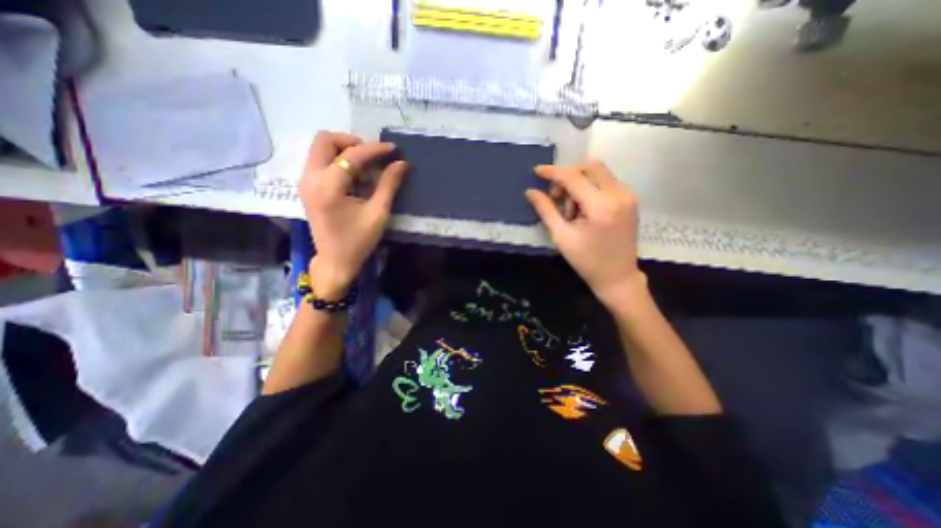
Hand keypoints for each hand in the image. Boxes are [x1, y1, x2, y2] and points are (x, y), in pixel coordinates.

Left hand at [299, 131, 406, 298]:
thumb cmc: (358, 241)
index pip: (351, 155)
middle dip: (352, 142)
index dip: (375, 149)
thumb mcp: (378, 213)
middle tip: (373, 156)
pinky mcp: (308, 187)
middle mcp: (310, 178)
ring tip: (367, 167)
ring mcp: (305, 181)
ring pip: (321, 148)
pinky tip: (355, 176)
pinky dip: (339, 161)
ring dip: (345, 150)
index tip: (393, 149)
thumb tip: (401, 163)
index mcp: (328, 186)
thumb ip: (389, 185)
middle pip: (325, 140)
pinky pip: (321, 161)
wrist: (335, 261)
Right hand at [526, 162, 643, 305]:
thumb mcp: (561, 237)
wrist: (618, 277)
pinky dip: (590, 188)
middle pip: (589, 167)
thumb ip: (546, 210)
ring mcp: (628, 195)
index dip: (552, 172)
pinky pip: (606, 182)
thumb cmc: (587, 261)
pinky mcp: (630, 200)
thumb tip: (531, 192)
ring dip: (579, 183)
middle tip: (557, 197)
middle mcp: (619, 194)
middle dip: (568, 176)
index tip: (536, 171)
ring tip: (571, 210)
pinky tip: (583, 209)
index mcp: (601, 206)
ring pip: (598, 173)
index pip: (573, 177)